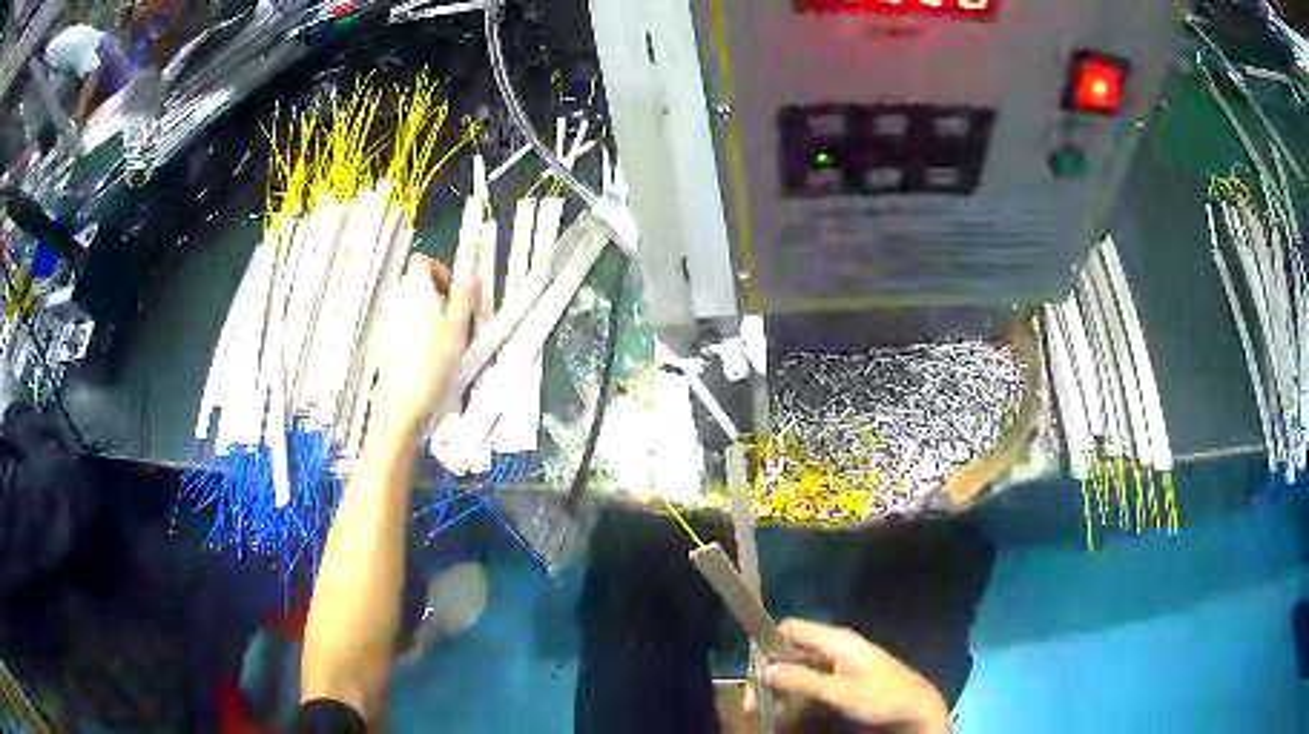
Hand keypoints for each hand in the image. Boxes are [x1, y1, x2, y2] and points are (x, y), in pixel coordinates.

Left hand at [371, 254, 476, 436]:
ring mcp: (386, 319)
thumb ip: (464, 298)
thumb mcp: (458, 329)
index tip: (453, 290)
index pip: (422, 261)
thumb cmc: (432, 364)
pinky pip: (399, 323)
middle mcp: (396, 299)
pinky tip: (424, 353)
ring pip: (407, 303)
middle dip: (433, 293)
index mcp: (415, 289)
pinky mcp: (382, 340)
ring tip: (440, 336)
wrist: (402, 401)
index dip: (439, 270)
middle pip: (414, 282)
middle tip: (452, 315)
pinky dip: (412, 329)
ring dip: (423, 311)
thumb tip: (471, 277)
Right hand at [762, 619, 948, 732]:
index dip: (768, 644)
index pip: (790, 628)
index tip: (752, 670)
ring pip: (799, 665)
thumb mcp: (841, 692)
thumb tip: (766, 670)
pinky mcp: (843, 673)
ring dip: (782, 684)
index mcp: (835, 640)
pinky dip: (797, 690)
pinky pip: (811, 676)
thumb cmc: (881, 696)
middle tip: (754, 699)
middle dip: (770, 671)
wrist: (916, 705)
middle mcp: (834, 644)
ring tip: (768, 708)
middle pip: (791, 649)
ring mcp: (840, 659)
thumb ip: (804, 681)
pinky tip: (789, 709)